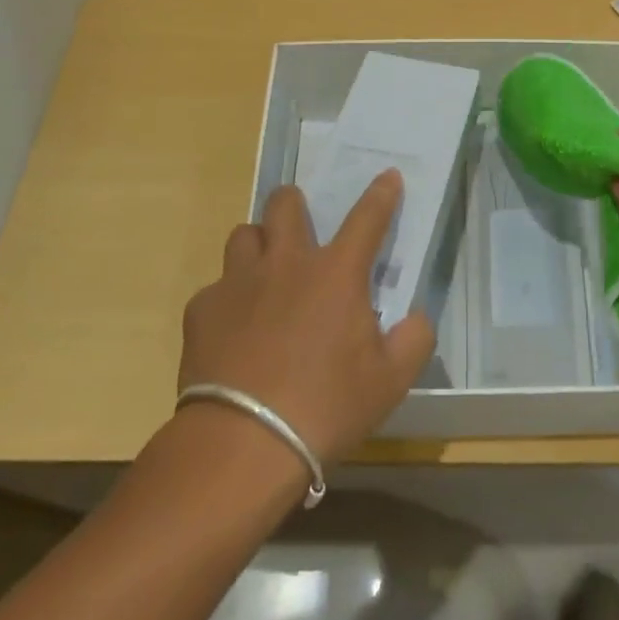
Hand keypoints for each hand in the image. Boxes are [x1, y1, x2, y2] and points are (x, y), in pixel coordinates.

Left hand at [178, 174, 433, 463]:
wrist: (243, 443)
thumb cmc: (326, 407)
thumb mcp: (391, 381)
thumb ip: (414, 340)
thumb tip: (416, 318)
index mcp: (336, 274)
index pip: (367, 218)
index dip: (381, 194)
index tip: (388, 175)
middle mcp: (286, 263)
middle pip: (285, 205)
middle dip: (295, 202)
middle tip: (301, 221)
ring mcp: (237, 282)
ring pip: (244, 235)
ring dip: (259, 244)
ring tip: (264, 271)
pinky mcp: (201, 309)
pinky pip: (216, 287)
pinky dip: (229, 298)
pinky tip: (233, 329)